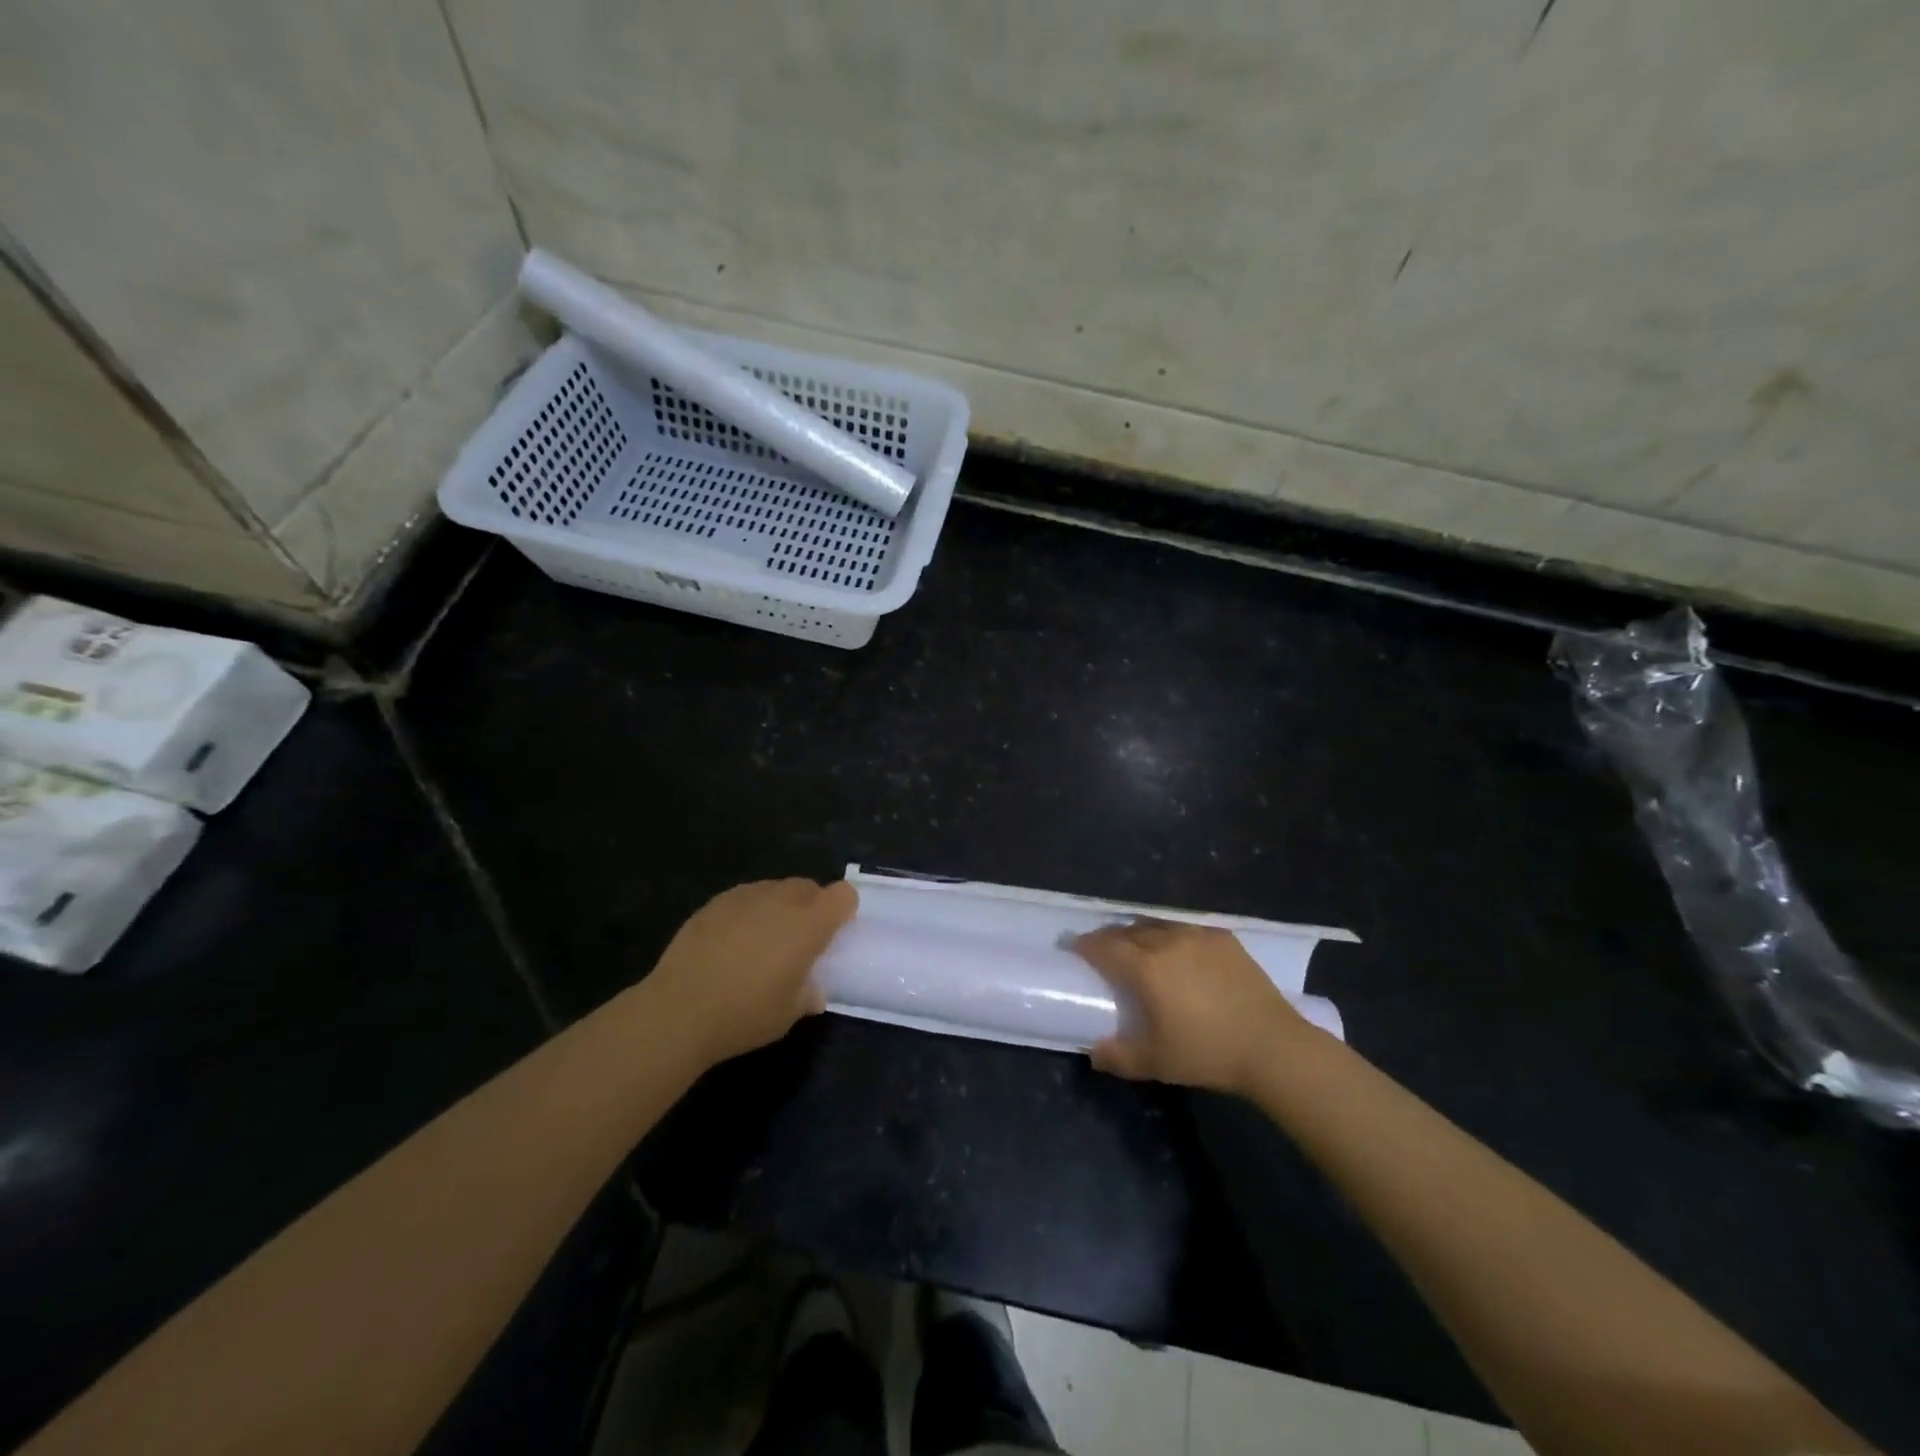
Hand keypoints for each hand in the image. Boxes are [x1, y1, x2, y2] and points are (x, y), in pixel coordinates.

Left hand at [644, 878, 857, 1066]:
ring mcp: (744, 897)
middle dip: (812, 905)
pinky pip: (744, 897)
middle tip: (801, 938)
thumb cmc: (744, 1014)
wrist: (679, 1010)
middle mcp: (780, 900)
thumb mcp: (787, 1015)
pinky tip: (732, 942)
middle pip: (808, 886)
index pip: (842, 895)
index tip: (835, 932)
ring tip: (763, 939)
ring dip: (779, 906)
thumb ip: (807, 995)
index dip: (843, 909)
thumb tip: (813, 991)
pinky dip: (748, 912)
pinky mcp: (713, 903)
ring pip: (774, 888)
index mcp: (808, 924)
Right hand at [1073, 919, 1316, 1093]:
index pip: (1104, 946)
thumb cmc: (1207, 1052)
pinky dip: (1173, 935)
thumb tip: (1093, 1052)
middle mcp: (1167, 942)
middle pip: (1128, 931)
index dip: (1085, 945)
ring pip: (1158, 925)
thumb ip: (1118, 1056)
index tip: (1074, 947)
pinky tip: (1178, 948)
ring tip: (1137, 944)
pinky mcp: (1224, 939)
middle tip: (1102, 948)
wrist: (1272, 1046)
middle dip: (1110, 937)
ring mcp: (1197, 936)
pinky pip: (1187, 929)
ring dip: (1140, 932)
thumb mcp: (1155, 1062)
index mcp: (1145, 967)